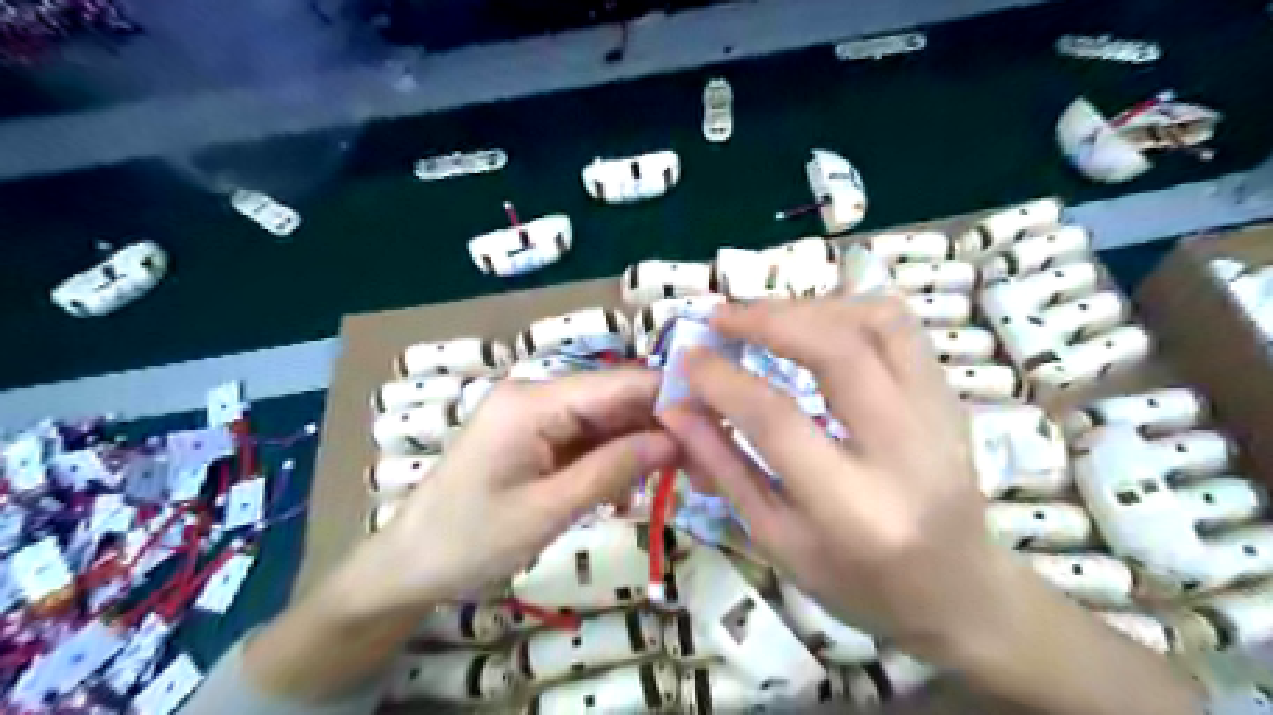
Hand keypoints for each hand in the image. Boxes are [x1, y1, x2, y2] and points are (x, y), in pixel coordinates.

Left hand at [344, 367, 681, 616]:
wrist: (409, 565)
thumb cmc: (471, 540)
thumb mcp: (549, 510)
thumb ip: (615, 468)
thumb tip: (677, 437)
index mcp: (534, 400)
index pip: (619, 384)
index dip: (669, 397)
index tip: (716, 421)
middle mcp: (537, 394)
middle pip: (615, 399)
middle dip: (659, 426)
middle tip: (703, 462)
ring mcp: (535, 414)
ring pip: (605, 419)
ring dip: (639, 446)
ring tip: (677, 479)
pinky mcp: (535, 435)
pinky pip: (587, 438)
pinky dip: (613, 459)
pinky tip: (629, 489)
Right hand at [656, 295, 1004, 659]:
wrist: (963, 593)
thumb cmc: (860, 582)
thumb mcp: (778, 540)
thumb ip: (725, 468)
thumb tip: (677, 410)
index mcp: (853, 508)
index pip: (777, 420)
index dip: (723, 380)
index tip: (689, 357)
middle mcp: (905, 451)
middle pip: (838, 350)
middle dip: (768, 319)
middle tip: (721, 316)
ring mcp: (940, 415)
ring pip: (879, 322)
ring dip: (812, 307)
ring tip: (766, 317)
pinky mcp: (950, 396)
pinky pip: (901, 328)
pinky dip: (849, 310)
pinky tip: (814, 324)